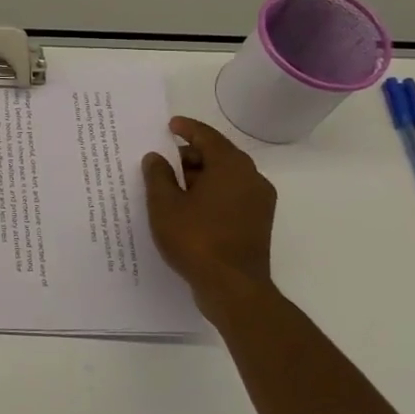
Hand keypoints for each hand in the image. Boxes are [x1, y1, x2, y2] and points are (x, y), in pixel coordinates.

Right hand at [142, 117, 277, 317]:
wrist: (233, 288)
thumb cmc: (196, 239)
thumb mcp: (165, 205)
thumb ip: (158, 175)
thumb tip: (156, 158)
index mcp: (231, 166)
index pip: (207, 136)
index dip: (187, 129)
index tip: (170, 125)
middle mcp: (251, 178)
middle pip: (218, 156)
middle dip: (190, 155)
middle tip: (162, 161)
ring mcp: (258, 202)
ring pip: (225, 177)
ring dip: (199, 176)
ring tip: (170, 186)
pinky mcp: (257, 223)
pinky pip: (231, 196)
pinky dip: (210, 194)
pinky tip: (187, 207)